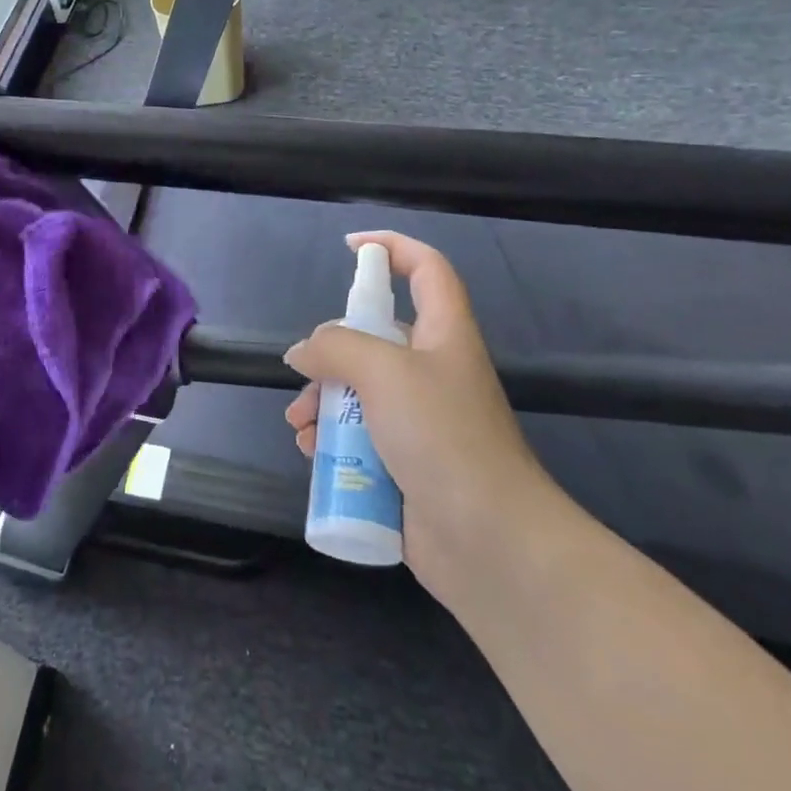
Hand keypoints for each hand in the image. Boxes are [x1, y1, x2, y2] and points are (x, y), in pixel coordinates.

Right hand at [283, 232, 557, 599]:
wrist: (491, 543)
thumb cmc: (444, 437)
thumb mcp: (385, 373)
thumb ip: (336, 348)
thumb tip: (303, 352)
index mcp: (444, 334)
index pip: (426, 268)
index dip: (392, 247)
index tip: (350, 247)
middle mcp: (433, 370)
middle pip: (376, 337)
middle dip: (332, 352)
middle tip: (307, 374)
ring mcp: (420, 420)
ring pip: (360, 390)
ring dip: (323, 402)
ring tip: (300, 425)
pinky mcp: (405, 463)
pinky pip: (359, 437)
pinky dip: (331, 440)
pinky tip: (311, 455)